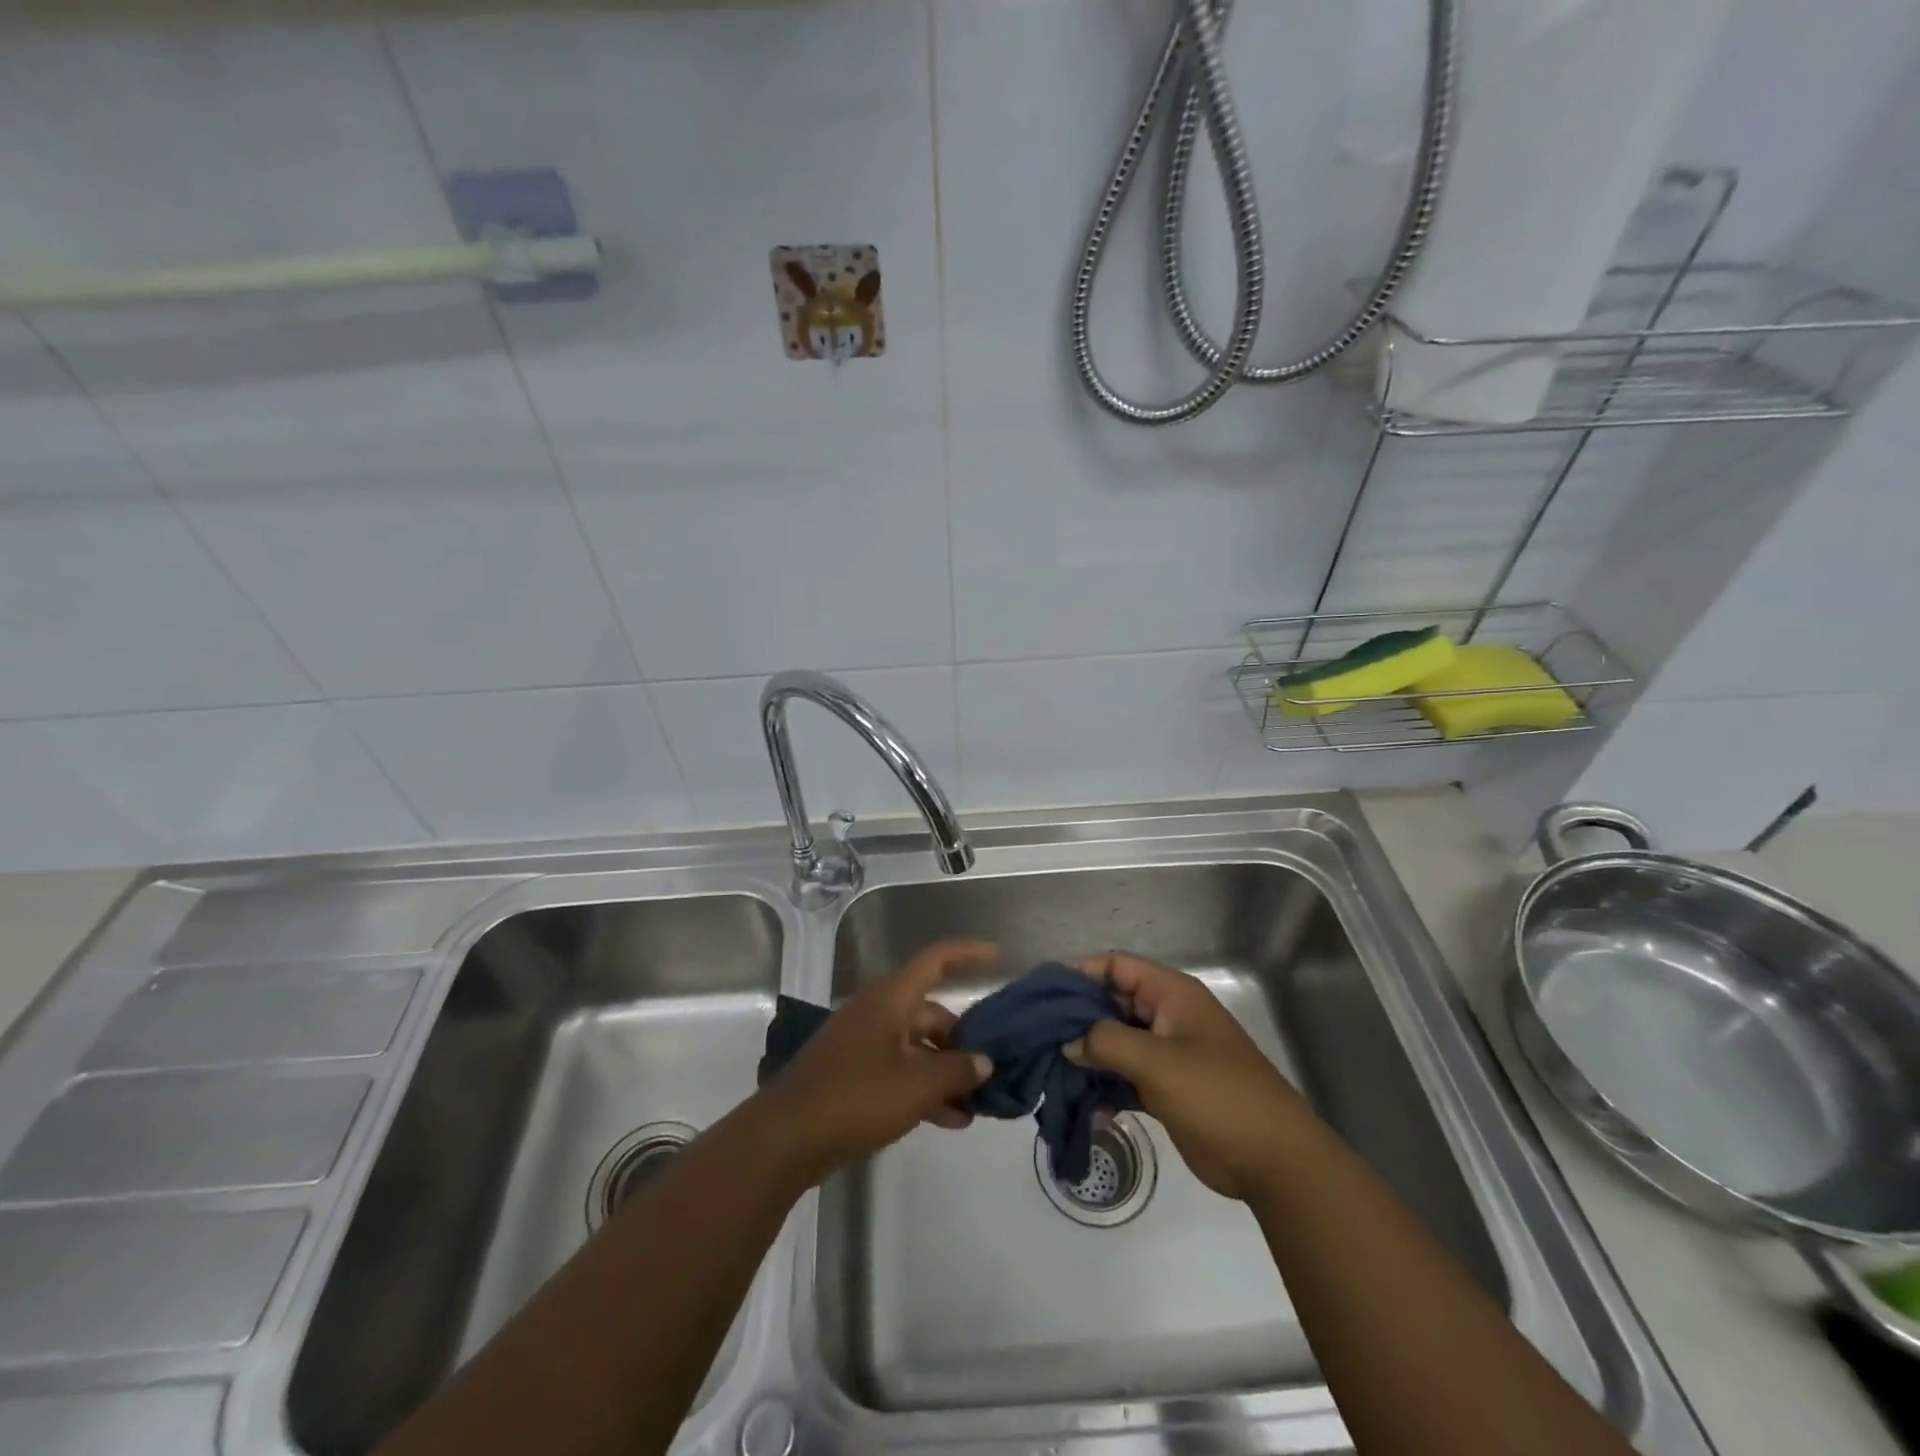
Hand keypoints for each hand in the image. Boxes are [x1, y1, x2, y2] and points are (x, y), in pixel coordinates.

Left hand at [761, 939, 996, 1183]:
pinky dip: (924, 1088)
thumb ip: (956, 1071)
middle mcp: (878, 1013)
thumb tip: (984, 1062)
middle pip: (931, 1013)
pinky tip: (949, 1120)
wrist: (785, 1139)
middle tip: (993, 1069)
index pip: (935, 960)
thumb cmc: (855, 1098)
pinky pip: (900, 1071)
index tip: (998, 956)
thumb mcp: (917, 1085)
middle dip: (964, 1040)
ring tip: (978, 1105)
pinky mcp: (854, 1075)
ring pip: (918, 1047)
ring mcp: (863, 1044)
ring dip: (946, 1071)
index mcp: (891, 999)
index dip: (967, 953)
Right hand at [1066, 952, 1317, 1200]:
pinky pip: (1125, 1075)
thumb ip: (1105, 1041)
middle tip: (1038, 1039)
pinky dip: (1104, 1085)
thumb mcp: (1156, 1061)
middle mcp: (1166, 1015)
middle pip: (1111, 1003)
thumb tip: (1067, 1040)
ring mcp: (1167, 1053)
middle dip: (1076, 1019)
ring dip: (1087, 1055)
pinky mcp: (1166, 1087)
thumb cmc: (1216, 1094)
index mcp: (1170, 994)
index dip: (1080, 975)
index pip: (1116, 966)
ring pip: (1115, 1041)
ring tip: (1051, 1071)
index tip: (1045, 998)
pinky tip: (1081, 1104)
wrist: (1273, 1160)